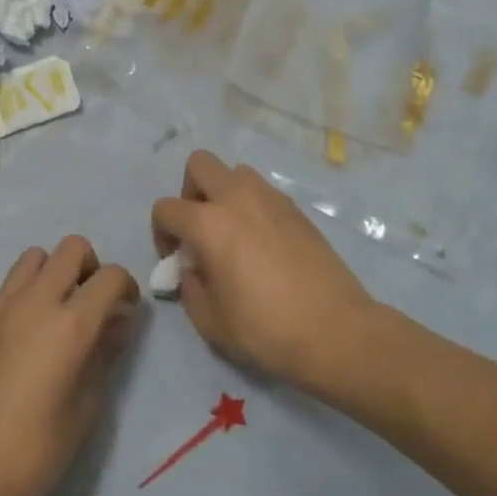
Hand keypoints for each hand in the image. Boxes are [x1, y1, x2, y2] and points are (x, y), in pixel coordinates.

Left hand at [0, 237, 138, 495]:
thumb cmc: (33, 456)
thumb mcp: (85, 409)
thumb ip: (105, 354)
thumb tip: (120, 322)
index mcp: (68, 325)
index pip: (109, 276)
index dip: (126, 286)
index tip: (126, 311)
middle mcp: (32, 304)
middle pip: (71, 248)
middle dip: (90, 267)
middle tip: (92, 305)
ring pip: (33, 258)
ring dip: (53, 273)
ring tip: (57, 315)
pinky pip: (6, 290)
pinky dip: (24, 298)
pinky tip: (23, 343)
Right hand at [151, 150, 382, 391]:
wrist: (335, 330)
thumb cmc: (265, 329)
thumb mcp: (210, 321)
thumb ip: (190, 288)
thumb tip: (193, 270)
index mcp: (209, 223)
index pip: (166, 208)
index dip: (161, 233)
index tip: (177, 261)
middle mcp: (238, 198)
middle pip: (199, 164)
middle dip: (190, 192)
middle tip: (200, 229)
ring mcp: (271, 199)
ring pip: (235, 171)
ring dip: (224, 193)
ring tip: (232, 233)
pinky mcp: (297, 209)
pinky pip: (263, 191)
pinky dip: (252, 205)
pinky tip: (262, 242)